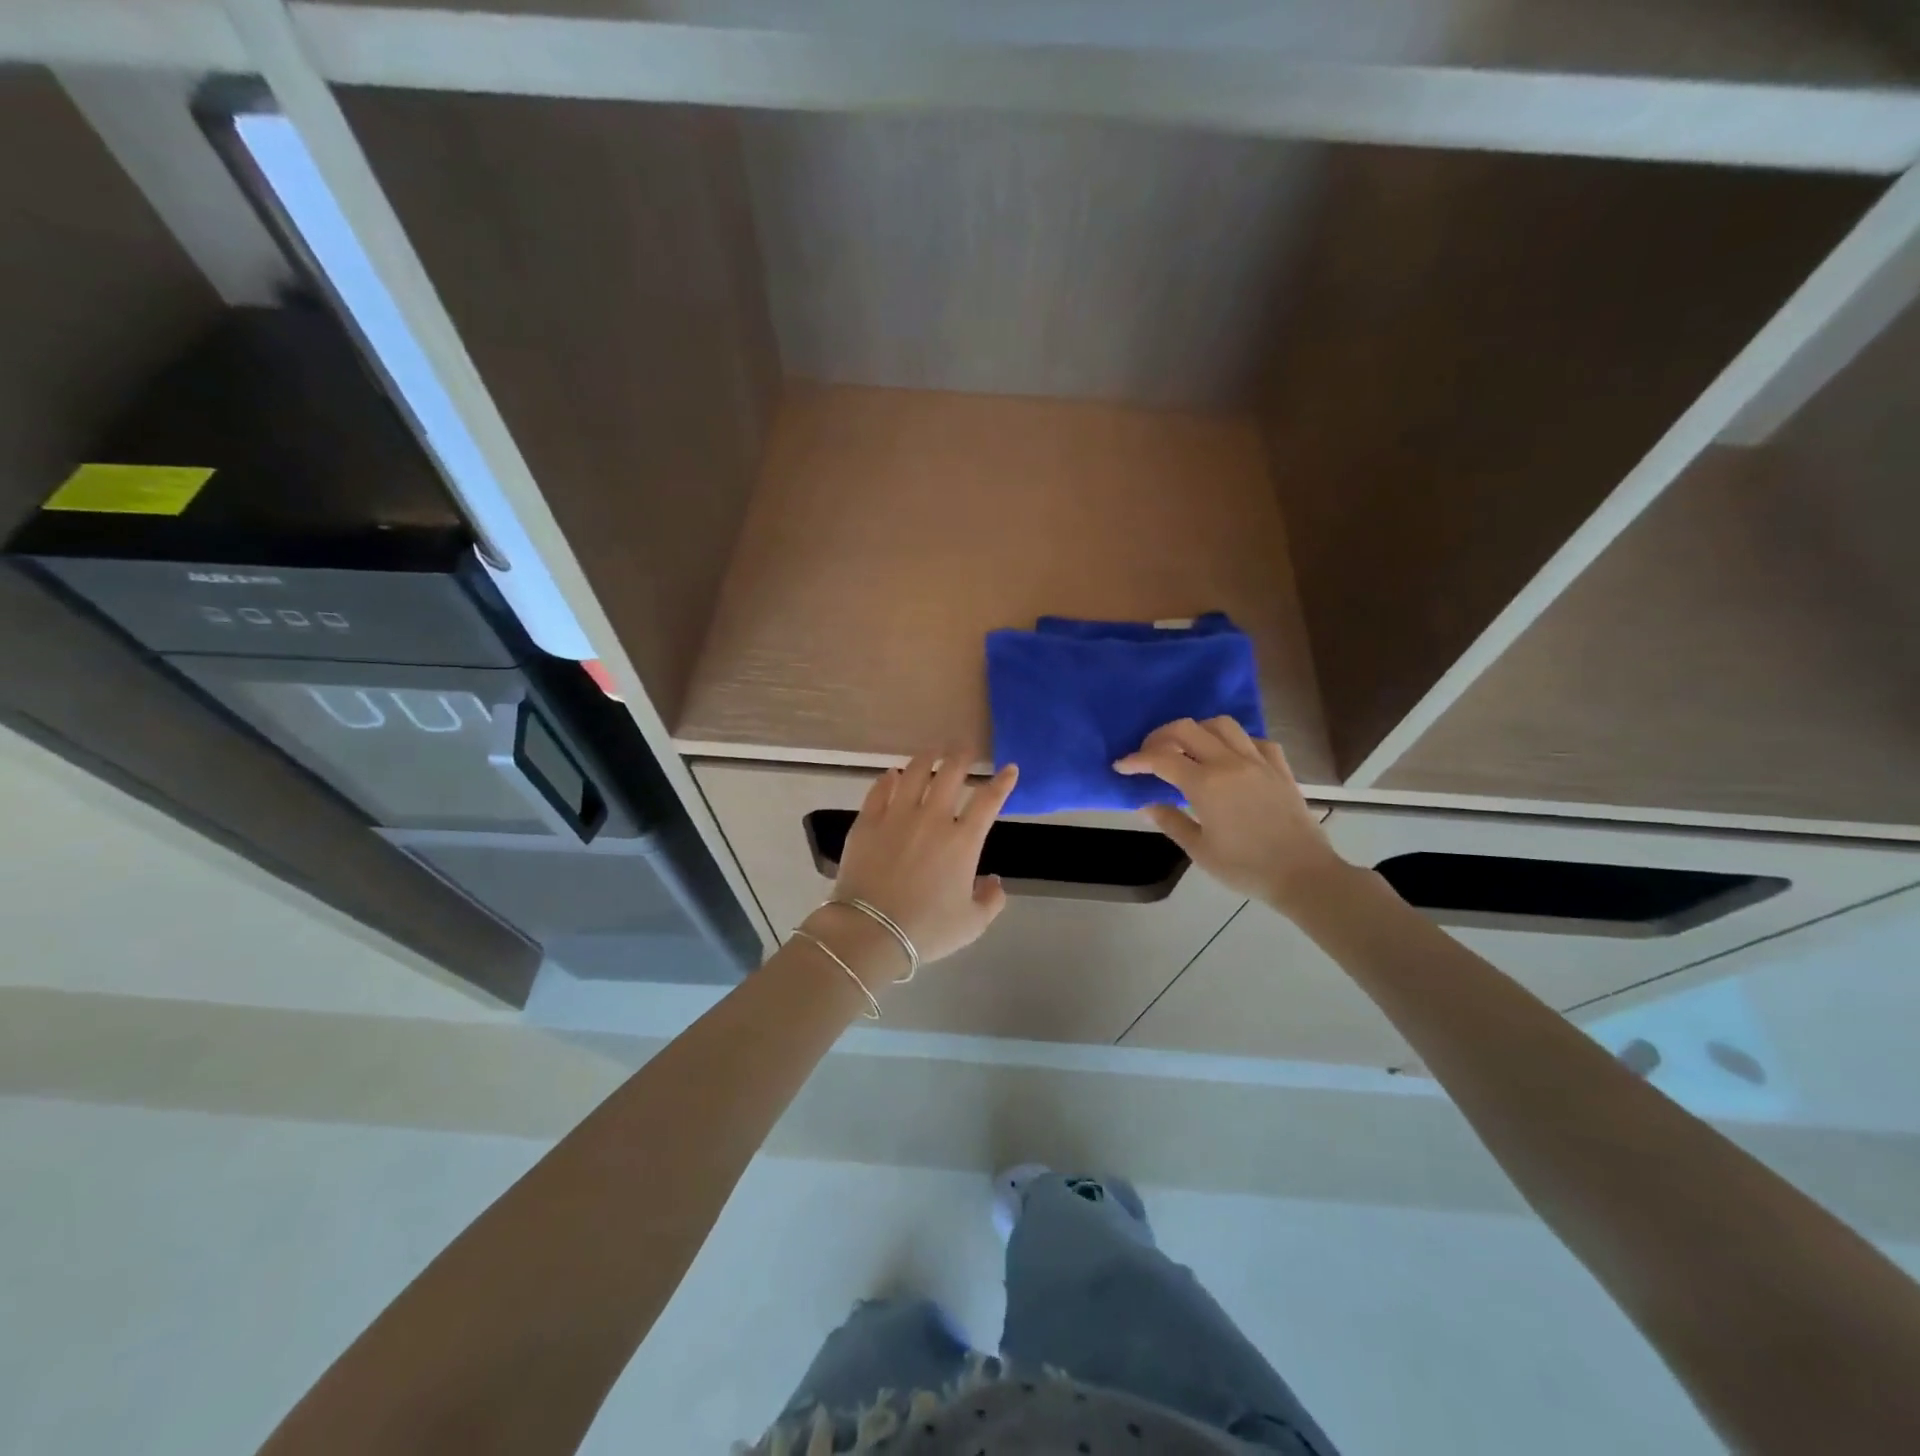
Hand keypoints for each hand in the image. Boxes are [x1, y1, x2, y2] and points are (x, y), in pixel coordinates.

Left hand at [824, 751, 1018, 966]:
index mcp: (962, 841)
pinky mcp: (867, 822)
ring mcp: (897, 816)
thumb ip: (990, 900)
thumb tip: (994, 881)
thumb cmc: (926, 930)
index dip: (1002, 782)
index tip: (1009, 769)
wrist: (871, 931)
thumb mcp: (972, 924)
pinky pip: (880, 790)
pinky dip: (888, 779)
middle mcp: (932, 819)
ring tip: (933, 751)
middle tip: (966, 749)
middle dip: (962, 756)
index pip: (988, 801)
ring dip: (927, 758)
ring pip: (914, 773)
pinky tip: (892, 774)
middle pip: (951, 774)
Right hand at [1115, 717, 1345, 913]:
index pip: (1161, 759)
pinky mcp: (1280, 768)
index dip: (1136, 760)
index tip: (1121, 766)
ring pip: (1222, 725)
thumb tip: (1146, 805)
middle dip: (1161, 737)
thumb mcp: (1199, 851)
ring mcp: (1258, 761)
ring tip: (1188, 750)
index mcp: (1206, 784)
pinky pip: (1254, 740)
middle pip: (1187, 729)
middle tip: (1149, 754)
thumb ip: (1171, 822)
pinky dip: (1235, 742)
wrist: (1304, 876)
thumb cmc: (1246, 868)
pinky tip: (1229, 758)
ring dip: (1198, 731)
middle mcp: (1230, 763)